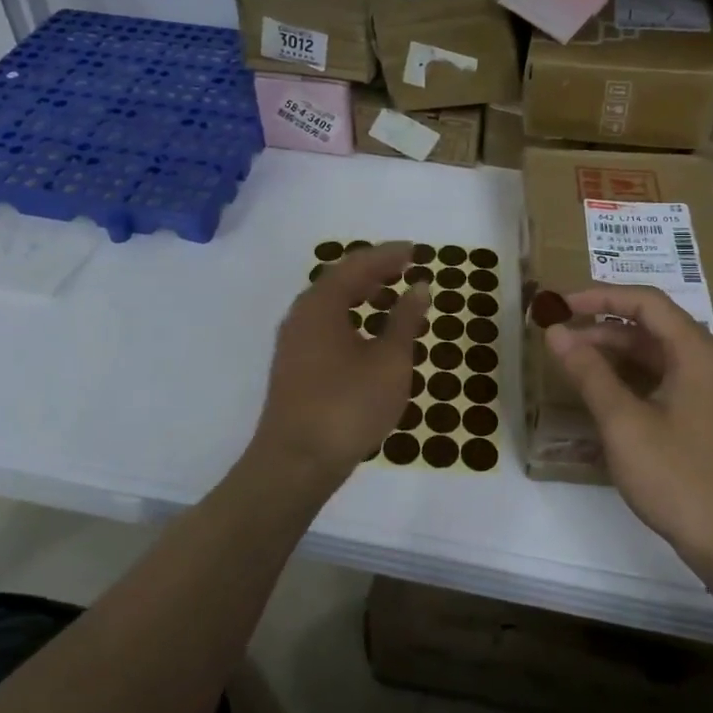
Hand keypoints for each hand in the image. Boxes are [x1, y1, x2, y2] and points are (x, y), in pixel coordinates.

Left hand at [248, 242, 430, 501]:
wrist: (296, 462)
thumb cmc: (348, 405)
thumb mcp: (389, 361)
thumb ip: (405, 320)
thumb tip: (419, 286)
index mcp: (321, 304)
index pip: (357, 265)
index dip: (388, 255)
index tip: (415, 250)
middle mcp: (301, 315)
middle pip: (339, 280)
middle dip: (374, 272)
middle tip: (406, 270)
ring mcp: (293, 342)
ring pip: (330, 305)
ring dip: (362, 296)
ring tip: (392, 299)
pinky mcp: (293, 366)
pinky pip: (325, 326)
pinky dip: (351, 319)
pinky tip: (370, 337)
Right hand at [545, 285, 712, 582]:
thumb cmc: (678, 477)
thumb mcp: (623, 423)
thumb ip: (588, 372)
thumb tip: (555, 332)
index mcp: (697, 351)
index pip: (645, 302)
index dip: (598, 296)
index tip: (558, 305)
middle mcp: (708, 360)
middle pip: (650, 325)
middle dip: (601, 325)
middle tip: (557, 335)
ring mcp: (710, 388)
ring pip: (655, 353)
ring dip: (613, 352)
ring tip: (571, 361)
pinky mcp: (705, 413)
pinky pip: (663, 378)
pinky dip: (630, 376)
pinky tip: (601, 391)